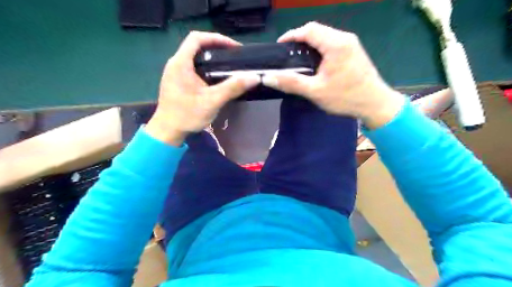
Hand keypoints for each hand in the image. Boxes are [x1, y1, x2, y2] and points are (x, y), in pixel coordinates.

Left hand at [147, 32, 259, 145]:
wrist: (168, 131)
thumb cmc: (187, 115)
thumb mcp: (212, 101)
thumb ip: (232, 88)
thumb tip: (254, 77)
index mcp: (181, 63)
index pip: (197, 38)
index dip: (216, 38)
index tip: (233, 48)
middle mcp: (176, 63)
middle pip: (196, 46)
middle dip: (216, 48)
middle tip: (234, 57)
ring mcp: (175, 72)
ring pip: (195, 57)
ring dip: (212, 58)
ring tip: (228, 65)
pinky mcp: (177, 81)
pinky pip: (193, 67)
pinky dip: (206, 67)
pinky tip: (216, 78)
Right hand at [263, 22, 403, 127]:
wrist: (375, 104)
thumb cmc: (345, 97)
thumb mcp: (315, 91)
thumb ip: (291, 83)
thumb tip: (267, 78)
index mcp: (336, 44)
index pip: (308, 30)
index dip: (291, 35)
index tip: (279, 47)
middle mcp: (344, 38)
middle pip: (317, 30)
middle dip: (299, 40)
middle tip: (287, 56)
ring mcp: (351, 44)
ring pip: (325, 36)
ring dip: (310, 44)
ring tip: (298, 59)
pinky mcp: (354, 51)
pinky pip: (332, 43)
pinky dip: (319, 49)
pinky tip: (314, 63)